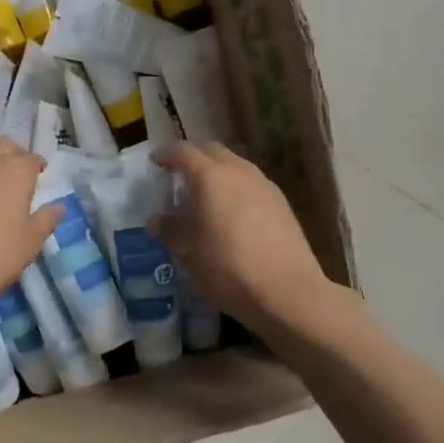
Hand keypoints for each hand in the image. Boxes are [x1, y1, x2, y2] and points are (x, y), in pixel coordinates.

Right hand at [150, 143, 337, 334]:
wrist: (288, 292)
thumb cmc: (229, 270)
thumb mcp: (189, 254)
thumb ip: (170, 231)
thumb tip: (155, 219)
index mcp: (211, 178)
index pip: (184, 153)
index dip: (167, 154)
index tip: (155, 161)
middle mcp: (239, 172)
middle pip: (212, 150)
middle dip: (192, 155)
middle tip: (177, 170)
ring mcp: (264, 185)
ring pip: (235, 163)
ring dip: (216, 168)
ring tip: (203, 189)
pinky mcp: (281, 202)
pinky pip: (250, 181)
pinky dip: (234, 183)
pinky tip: (230, 207)